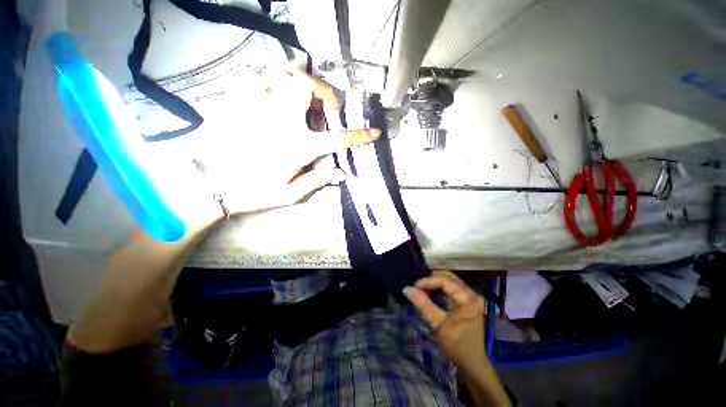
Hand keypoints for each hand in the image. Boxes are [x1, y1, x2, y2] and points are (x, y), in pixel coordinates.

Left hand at [143, 69, 379, 230]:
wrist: (207, 183)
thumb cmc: (252, 191)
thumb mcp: (290, 193)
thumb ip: (318, 180)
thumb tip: (342, 174)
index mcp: (298, 146)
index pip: (338, 138)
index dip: (359, 135)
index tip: (374, 132)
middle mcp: (282, 119)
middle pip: (309, 88)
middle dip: (325, 90)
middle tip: (329, 102)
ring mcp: (259, 105)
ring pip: (284, 74)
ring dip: (301, 79)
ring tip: (306, 90)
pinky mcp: (238, 99)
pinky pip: (260, 76)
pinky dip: (274, 76)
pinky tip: (277, 87)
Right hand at [404, 271, 487, 373]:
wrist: (475, 362)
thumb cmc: (459, 346)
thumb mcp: (439, 326)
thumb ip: (424, 305)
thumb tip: (407, 289)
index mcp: (468, 299)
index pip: (444, 280)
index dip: (427, 281)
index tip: (414, 287)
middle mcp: (472, 293)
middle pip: (448, 276)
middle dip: (431, 279)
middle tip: (418, 288)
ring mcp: (472, 295)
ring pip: (450, 279)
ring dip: (435, 282)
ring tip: (423, 290)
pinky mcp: (469, 299)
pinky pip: (452, 286)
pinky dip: (440, 287)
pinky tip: (432, 293)